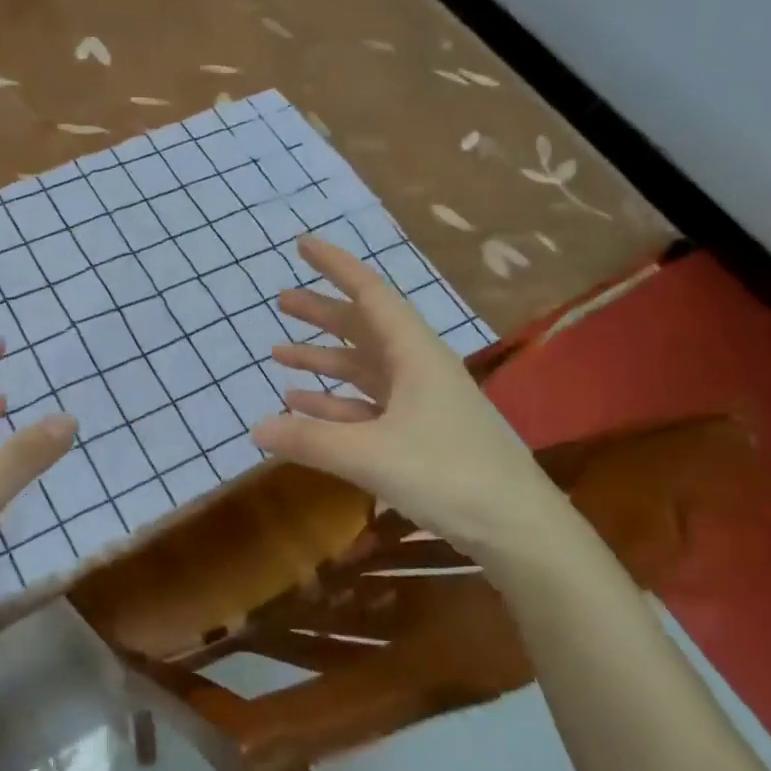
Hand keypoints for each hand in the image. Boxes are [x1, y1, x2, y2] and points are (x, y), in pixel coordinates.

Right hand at [250, 236, 557, 557]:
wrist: (514, 525)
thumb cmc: (448, 474)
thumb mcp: (370, 455)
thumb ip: (310, 440)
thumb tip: (255, 428)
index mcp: (414, 353)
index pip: (369, 293)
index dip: (335, 266)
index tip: (302, 245)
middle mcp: (417, 367)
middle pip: (362, 328)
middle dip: (321, 314)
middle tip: (281, 301)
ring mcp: (419, 401)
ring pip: (362, 368)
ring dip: (323, 360)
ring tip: (279, 353)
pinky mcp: (418, 432)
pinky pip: (367, 405)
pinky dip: (335, 402)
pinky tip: (303, 406)